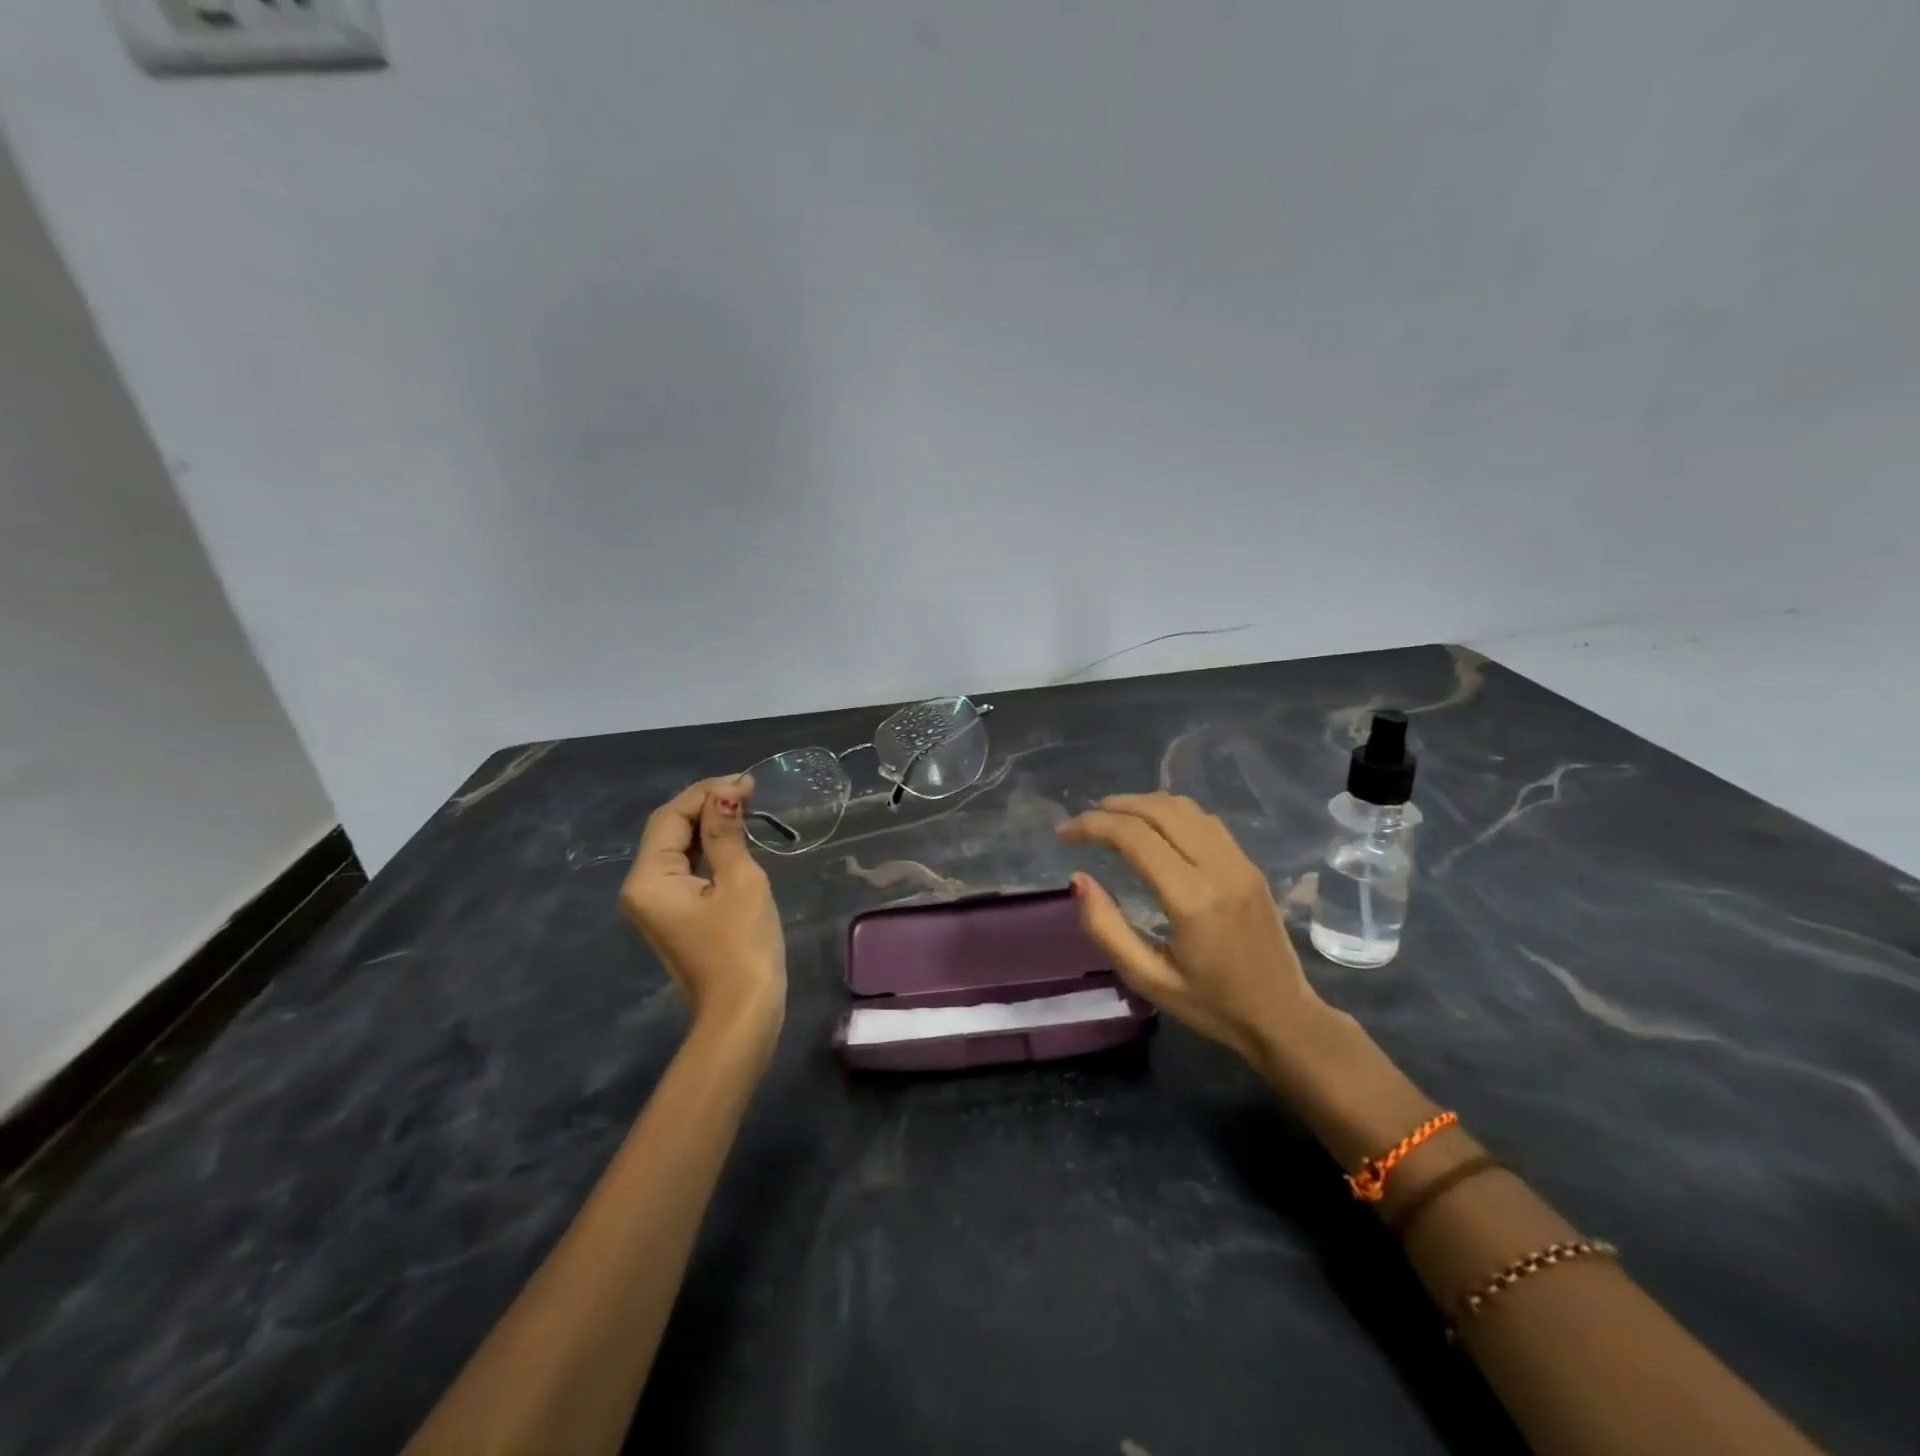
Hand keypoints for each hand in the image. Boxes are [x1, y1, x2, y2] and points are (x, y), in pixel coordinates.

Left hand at [620, 776, 785, 1049]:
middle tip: (750, 790)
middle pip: (669, 830)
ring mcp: (656, 904)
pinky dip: (708, 849)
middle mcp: (642, 888)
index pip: (670, 817)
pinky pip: (686, 869)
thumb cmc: (742, 945)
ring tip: (746, 805)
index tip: (746, 781)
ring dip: (708, 824)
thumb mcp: (740, 881)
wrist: (742, 1013)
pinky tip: (733, 837)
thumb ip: (726, 834)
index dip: (706, 793)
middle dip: (707, 805)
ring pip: (678, 848)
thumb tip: (725, 794)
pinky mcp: (675, 915)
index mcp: (649, 879)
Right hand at [1059, 793, 1344, 1074]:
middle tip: (1083, 821)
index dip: (1093, 826)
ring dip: (1142, 804)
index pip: (1135, 837)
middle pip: (1160, 810)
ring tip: (1111, 817)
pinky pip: (1205, 820)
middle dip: (1114, 807)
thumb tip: (1078, 879)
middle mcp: (1219, 868)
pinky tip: (1153, 827)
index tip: (1065, 835)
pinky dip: (1170, 812)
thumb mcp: (1148, 979)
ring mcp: (1239, 862)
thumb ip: (1107, 928)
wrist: (1283, 1017)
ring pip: (1185, 808)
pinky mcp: (1249, 864)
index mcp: (1192, 899)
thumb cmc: (1211, 1005)